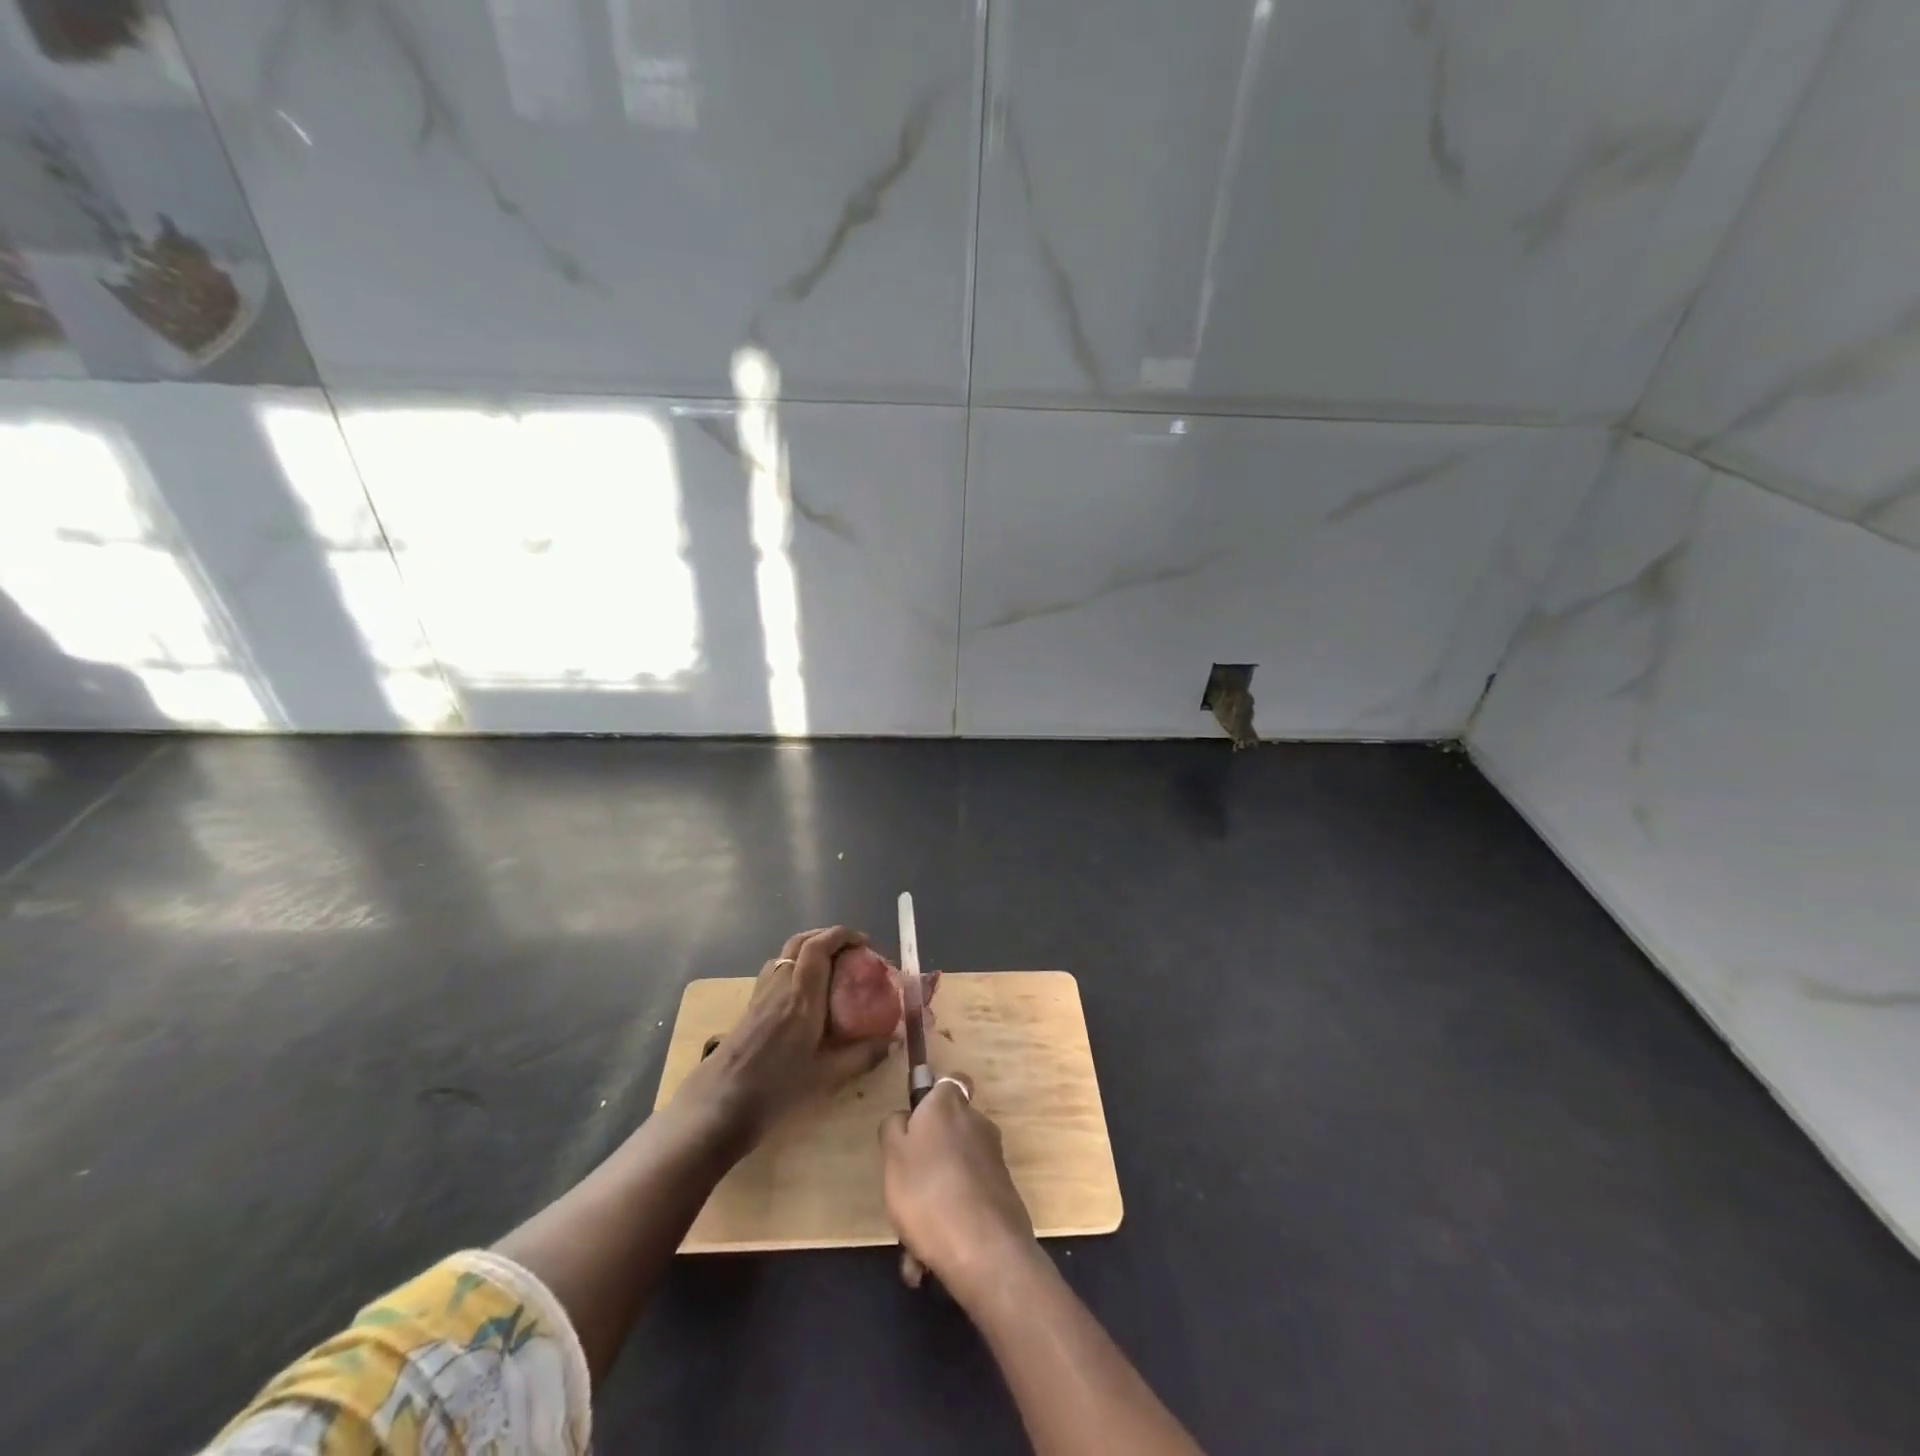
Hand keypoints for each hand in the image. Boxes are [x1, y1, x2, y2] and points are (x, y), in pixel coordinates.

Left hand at [685, 926, 892, 1144]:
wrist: (717, 1108)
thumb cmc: (775, 1090)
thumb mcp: (827, 1077)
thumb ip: (862, 1055)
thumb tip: (893, 1041)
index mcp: (802, 996)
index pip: (819, 947)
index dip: (842, 935)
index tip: (863, 942)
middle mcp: (780, 986)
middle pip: (800, 942)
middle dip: (826, 936)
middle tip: (849, 949)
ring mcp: (761, 995)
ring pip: (784, 954)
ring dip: (808, 949)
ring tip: (829, 967)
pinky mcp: (749, 1009)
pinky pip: (774, 971)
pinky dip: (794, 967)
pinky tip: (802, 994)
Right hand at [880, 1072, 1038, 1303]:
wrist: (984, 1251)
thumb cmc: (927, 1191)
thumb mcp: (892, 1155)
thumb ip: (894, 1128)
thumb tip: (905, 1119)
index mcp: (949, 1105)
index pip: (949, 1082)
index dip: (932, 1099)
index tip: (915, 1125)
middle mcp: (977, 1124)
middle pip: (948, 1133)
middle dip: (926, 1163)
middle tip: (903, 1196)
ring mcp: (993, 1160)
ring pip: (953, 1176)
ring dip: (932, 1203)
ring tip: (911, 1247)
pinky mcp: (1003, 1195)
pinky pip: (966, 1203)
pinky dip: (949, 1225)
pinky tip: (928, 1262)